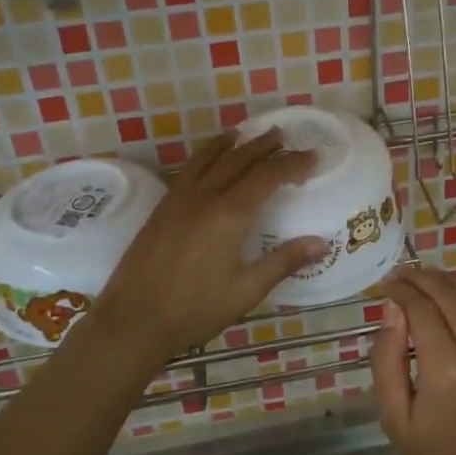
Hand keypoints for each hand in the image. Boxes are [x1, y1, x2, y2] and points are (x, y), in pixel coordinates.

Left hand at [84, 130, 328, 364]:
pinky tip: (208, 161)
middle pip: (239, 159)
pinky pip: (189, 170)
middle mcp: (205, 196)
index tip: (313, 156)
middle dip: (263, 146)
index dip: (292, 163)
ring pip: (209, 158)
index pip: (268, 176)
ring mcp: (179, 199)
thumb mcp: (246, 291)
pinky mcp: (162, 208)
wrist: (133, 320)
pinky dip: (205, 156)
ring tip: (244, 134)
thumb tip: (322, 243)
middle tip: (283, 136)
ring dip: (231, 144)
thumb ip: (283, 262)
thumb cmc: (195, 310)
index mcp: (230, 214)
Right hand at [372, 257, 455, 454]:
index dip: (402, 290)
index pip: (421, 310)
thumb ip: (387, 359)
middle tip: (405, 276)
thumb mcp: (395, 419)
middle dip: (424, 279)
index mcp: (447, 373)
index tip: (388, 284)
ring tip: (433, 277)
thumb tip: (393, 307)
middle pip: (452, 297)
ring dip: (455, 279)